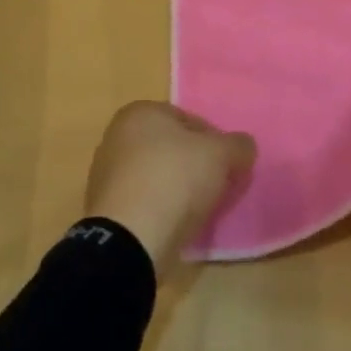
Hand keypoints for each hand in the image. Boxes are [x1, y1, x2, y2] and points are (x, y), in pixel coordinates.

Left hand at [84, 102, 254, 274]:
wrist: (130, 238)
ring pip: (155, 174)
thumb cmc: (174, 179)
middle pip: (170, 146)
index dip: (214, 141)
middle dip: (194, 164)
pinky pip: (142, 200)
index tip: (228, 164)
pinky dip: (158, 208)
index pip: (188, 119)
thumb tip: (244, 146)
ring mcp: (107, 172)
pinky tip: (174, 224)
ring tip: (197, 209)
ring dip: (175, 187)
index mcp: (140, 112)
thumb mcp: (219, 155)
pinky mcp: (105, 206)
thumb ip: (237, 145)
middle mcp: (118, 134)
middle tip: (215, 186)